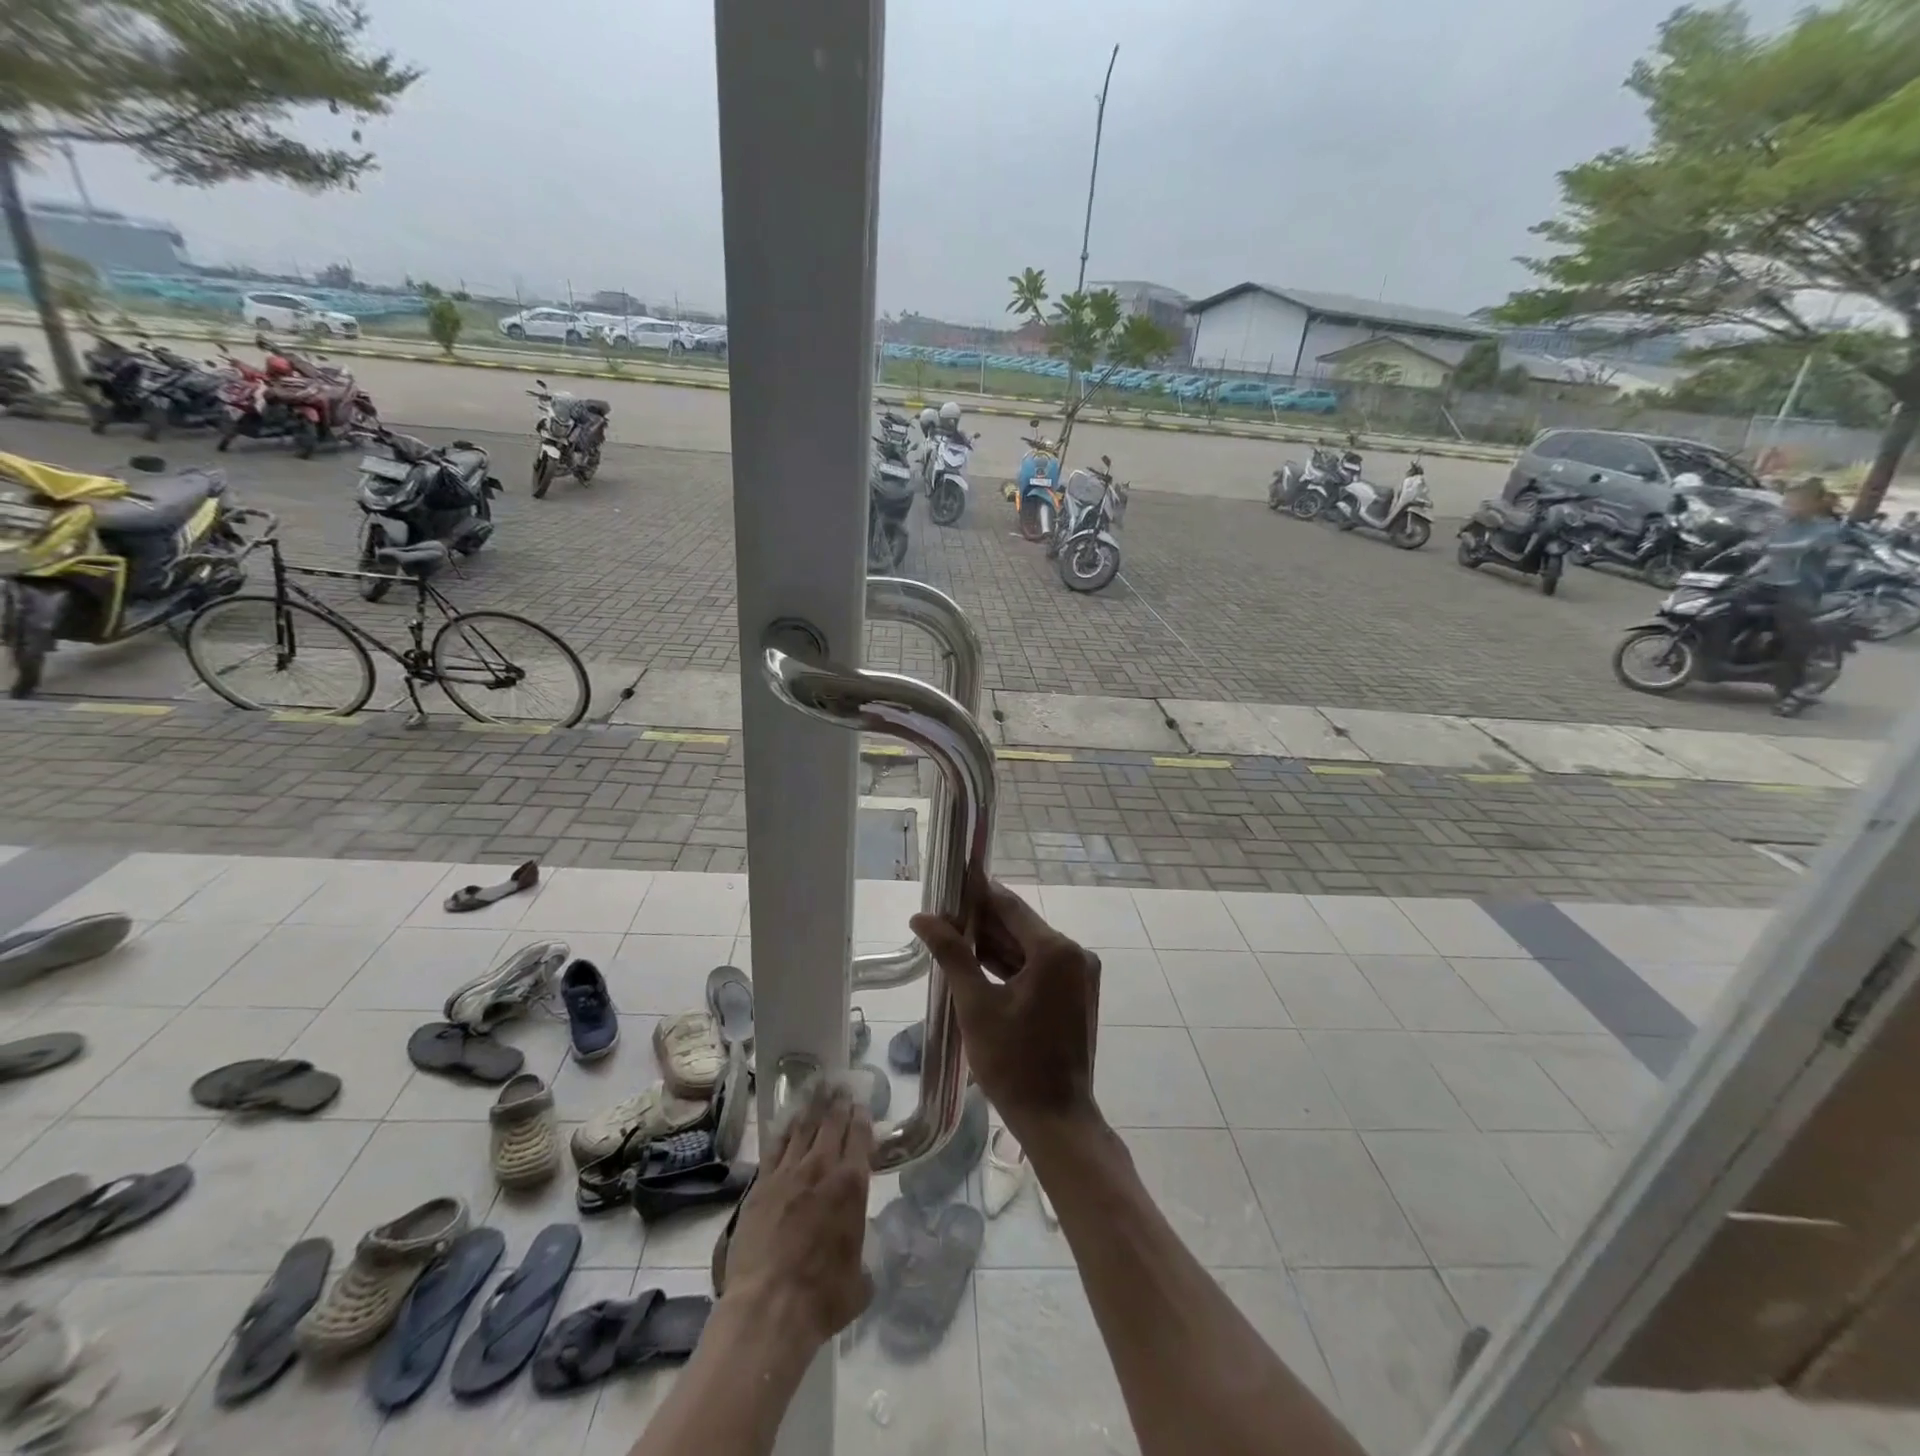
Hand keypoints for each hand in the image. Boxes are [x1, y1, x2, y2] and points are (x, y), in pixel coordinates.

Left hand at [720, 1082, 873, 1347]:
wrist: (768, 1308)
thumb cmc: (822, 1298)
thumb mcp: (859, 1281)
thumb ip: (862, 1259)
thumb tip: (860, 1262)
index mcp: (852, 1185)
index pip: (860, 1136)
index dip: (862, 1118)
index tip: (862, 1106)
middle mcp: (822, 1168)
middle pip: (832, 1123)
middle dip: (838, 1103)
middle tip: (841, 1088)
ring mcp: (787, 1173)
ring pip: (803, 1128)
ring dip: (813, 1108)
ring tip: (818, 1091)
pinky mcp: (760, 1185)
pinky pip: (775, 1147)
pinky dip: (785, 1130)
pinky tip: (788, 1122)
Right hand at [912, 876, 1100, 1138]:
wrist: (1056, 1120)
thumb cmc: (1013, 1062)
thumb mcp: (976, 1005)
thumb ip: (952, 954)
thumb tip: (921, 918)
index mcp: (1056, 951)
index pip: (1010, 907)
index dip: (978, 891)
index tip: (951, 878)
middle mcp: (1074, 955)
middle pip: (1020, 926)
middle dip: (981, 919)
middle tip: (942, 909)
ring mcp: (1078, 976)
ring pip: (1027, 949)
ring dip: (992, 943)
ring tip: (951, 931)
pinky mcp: (1075, 996)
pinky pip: (1037, 969)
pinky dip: (1009, 965)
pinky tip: (976, 961)